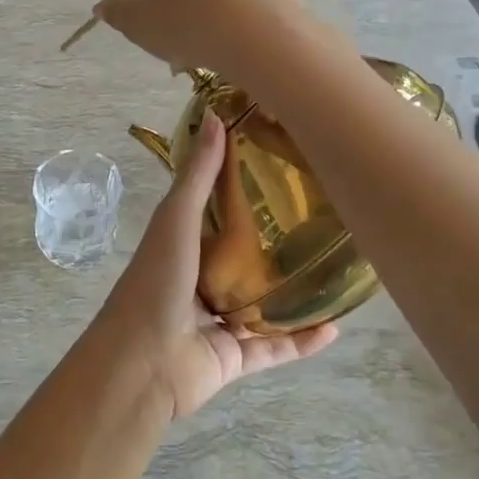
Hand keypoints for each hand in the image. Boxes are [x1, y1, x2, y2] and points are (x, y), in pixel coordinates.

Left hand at [91, 112, 336, 419]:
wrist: (142, 363)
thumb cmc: (157, 280)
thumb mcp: (177, 218)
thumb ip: (199, 174)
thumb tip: (215, 115)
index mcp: (184, 245)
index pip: (218, 212)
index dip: (244, 189)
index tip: (282, 167)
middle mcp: (201, 280)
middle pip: (244, 258)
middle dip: (276, 243)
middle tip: (322, 220)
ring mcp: (218, 321)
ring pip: (263, 304)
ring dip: (293, 292)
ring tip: (334, 271)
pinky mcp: (235, 358)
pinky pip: (276, 348)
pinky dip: (303, 341)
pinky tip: (336, 326)